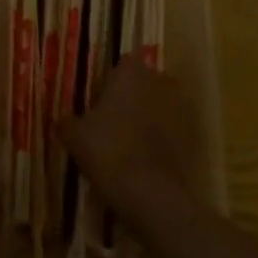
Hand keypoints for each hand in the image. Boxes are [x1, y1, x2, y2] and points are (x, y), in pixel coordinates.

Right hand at [61, 59, 204, 222]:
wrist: (151, 193)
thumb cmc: (108, 151)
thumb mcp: (74, 136)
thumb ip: (67, 121)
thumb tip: (62, 119)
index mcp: (131, 73)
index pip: (123, 63)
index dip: (111, 80)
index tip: (100, 99)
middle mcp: (160, 81)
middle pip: (145, 82)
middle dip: (132, 97)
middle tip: (113, 122)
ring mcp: (181, 108)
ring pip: (161, 105)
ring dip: (149, 117)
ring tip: (130, 143)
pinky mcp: (194, 135)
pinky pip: (174, 130)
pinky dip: (163, 140)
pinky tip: (147, 160)